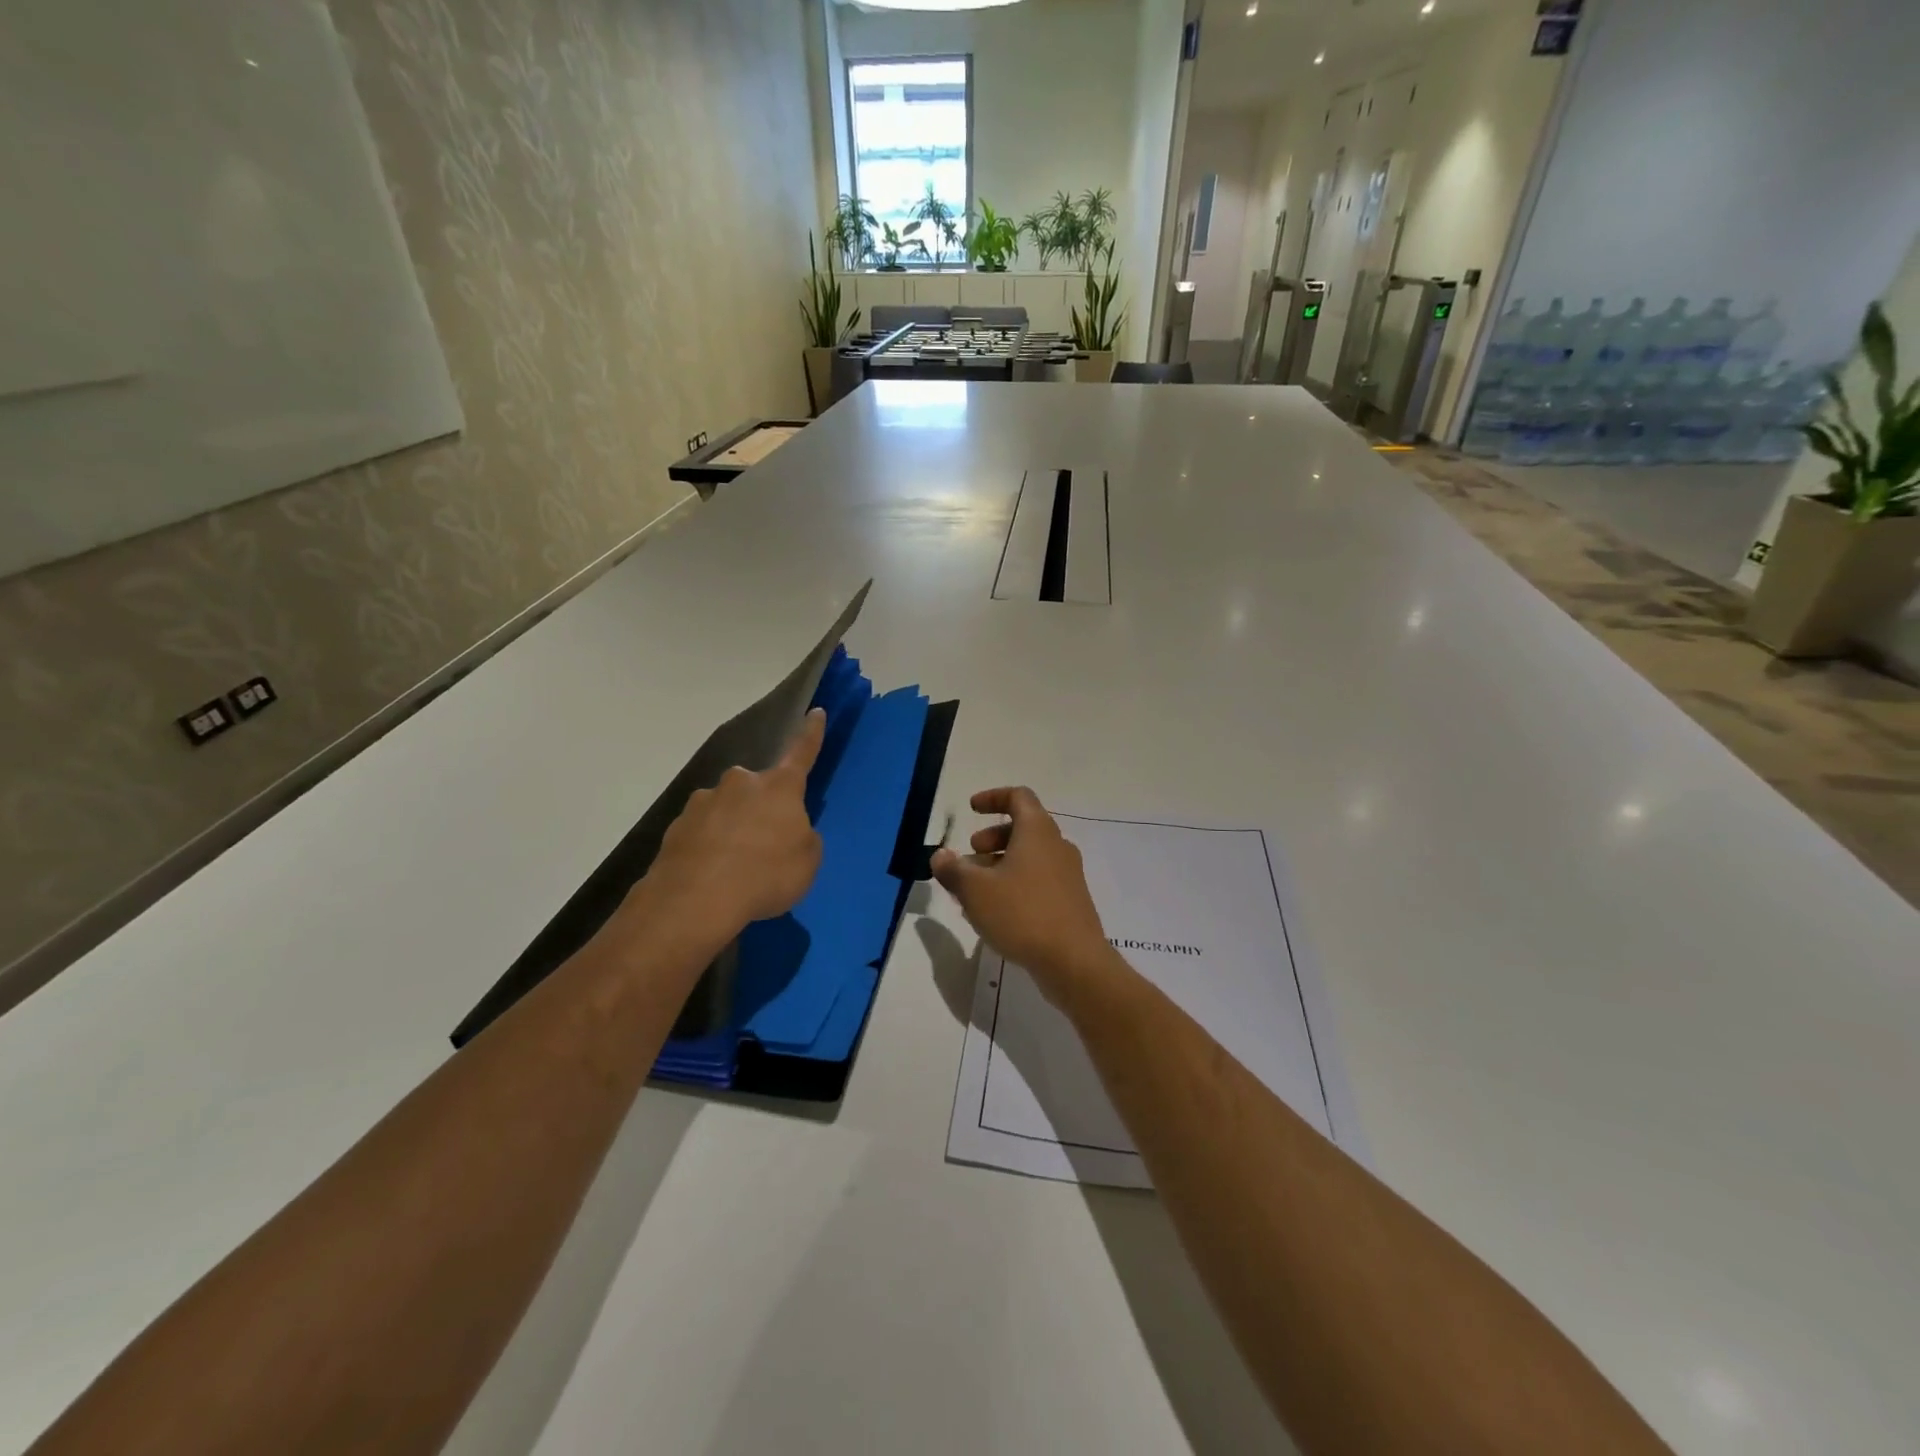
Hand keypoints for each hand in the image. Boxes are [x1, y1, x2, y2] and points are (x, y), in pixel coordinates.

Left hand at [636, 709, 825, 943]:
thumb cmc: (766, 875)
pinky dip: (709, 848)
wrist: (695, 899)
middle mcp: (740, 783)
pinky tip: (710, 877)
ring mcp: (703, 802)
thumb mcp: (807, 861)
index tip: (816, 712)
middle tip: (766, 844)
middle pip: (757, 789)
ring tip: (735, 869)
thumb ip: (802, 837)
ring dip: (733, 829)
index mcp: (779, 787)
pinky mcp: (676, 826)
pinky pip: (702, 833)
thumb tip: (785, 831)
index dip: (811, 734)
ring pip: (726, 810)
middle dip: (762, 808)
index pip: (801, 753)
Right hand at [931, 787, 1115, 1007]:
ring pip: (1030, 857)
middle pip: (1023, 827)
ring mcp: (1068, 875)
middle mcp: (1057, 846)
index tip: (971, 809)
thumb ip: (953, 869)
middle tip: (969, 857)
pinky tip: (996, 913)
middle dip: (991, 838)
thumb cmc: (1022, 914)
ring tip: (974, 891)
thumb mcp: (975, 890)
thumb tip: (940, 856)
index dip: (993, 797)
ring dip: (1000, 864)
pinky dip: (1015, 884)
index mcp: (1037, 831)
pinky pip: (1038, 880)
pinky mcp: (1071, 901)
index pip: (1018, 796)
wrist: (1074, 961)